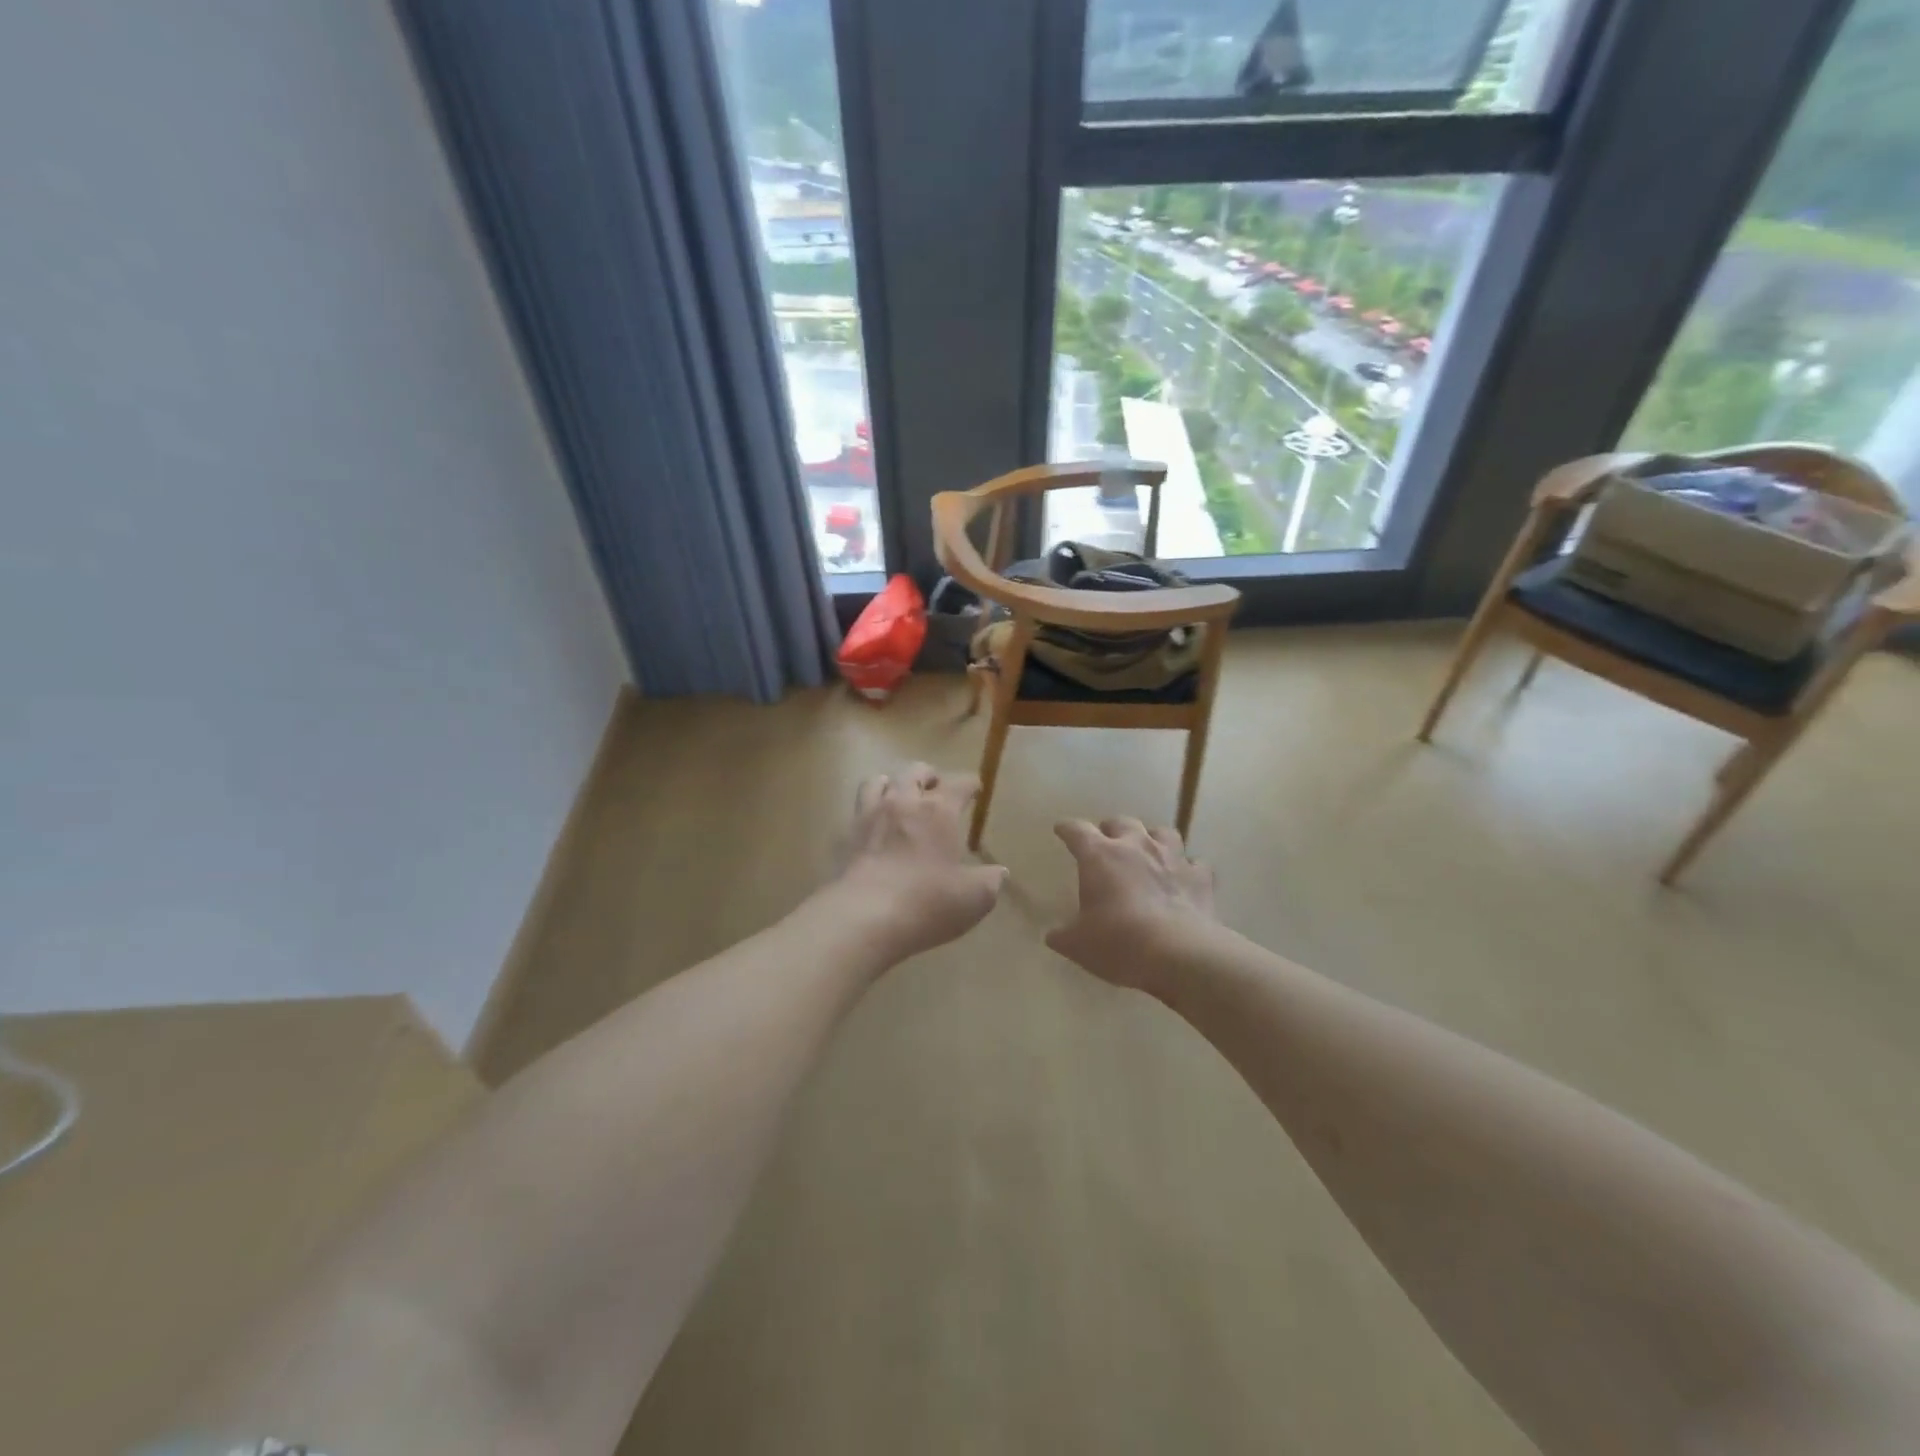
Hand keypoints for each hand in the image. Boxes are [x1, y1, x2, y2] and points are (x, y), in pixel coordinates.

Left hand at [830, 763, 1007, 963]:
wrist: (865, 918)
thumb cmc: (928, 902)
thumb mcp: (975, 898)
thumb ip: (990, 881)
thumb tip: (999, 872)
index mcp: (939, 811)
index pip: (959, 784)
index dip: (970, 784)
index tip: (976, 790)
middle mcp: (904, 802)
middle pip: (915, 771)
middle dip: (929, 776)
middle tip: (936, 790)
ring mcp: (872, 815)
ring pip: (880, 781)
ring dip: (893, 784)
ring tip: (900, 798)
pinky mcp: (848, 836)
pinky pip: (859, 808)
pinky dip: (870, 808)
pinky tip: (876, 825)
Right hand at [1046, 819, 1215, 993]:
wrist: (1179, 954)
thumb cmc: (1119, 942)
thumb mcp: (1078, 944)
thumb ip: (1062, 936)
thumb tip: (1053, 935)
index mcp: (1100, 856)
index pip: (1077, 831)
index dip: (1067, 829)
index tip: (1061, 830)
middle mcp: (1136, 846)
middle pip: (1121, 822)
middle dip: (1111, 829)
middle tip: (1106, 842)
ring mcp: (1172, 858)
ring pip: (1162, 833)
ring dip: (1152, 838)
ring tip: (1148, 850)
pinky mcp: (1200, 877)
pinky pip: (1195, 863)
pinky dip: (1188, 868)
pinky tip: (1184, 878)